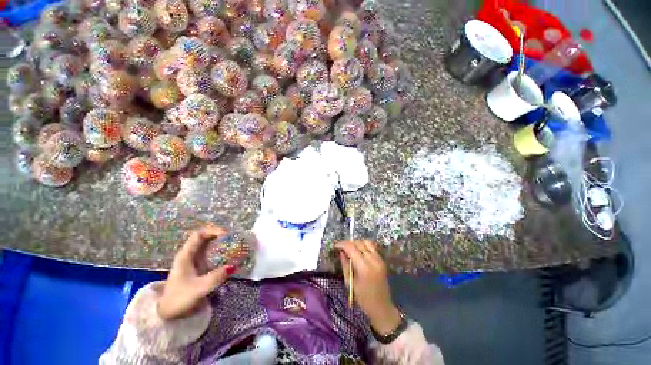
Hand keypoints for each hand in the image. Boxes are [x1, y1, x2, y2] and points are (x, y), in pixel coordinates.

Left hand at [158, 225, 236, 320]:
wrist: (167, 313)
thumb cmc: (179, 299)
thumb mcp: (198, 289)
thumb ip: (215, 277)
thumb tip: (233, 266)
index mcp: (185, 255)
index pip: (199, 234)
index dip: (213, 230)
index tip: (227, 234)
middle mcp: (189, 254)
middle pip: (204, 237)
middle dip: (219, 234)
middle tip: (233, 238)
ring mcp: (193, 260)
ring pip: (207, 244)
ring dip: (220, 241)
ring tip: (233, 243)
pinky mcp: (197, 266)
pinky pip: (209, 252)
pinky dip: (219, 250)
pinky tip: (228, 254)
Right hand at [336, 240, 401, 335]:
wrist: (382, 307)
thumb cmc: (363, 298)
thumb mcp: (350, 282)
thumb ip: (345, 264)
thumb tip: (341, 251)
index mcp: (364, 267)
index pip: (351, 248)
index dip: (342, 244)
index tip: (336, 246)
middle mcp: (373, 260)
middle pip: (359, 243)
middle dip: (349, 243)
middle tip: (341, 247)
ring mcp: (379, 259)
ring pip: (366, 242)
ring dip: (357, 243)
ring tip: (350, 248)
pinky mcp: (382, 260)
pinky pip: (372, 247)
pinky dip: (364, 245)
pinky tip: (359, 251)